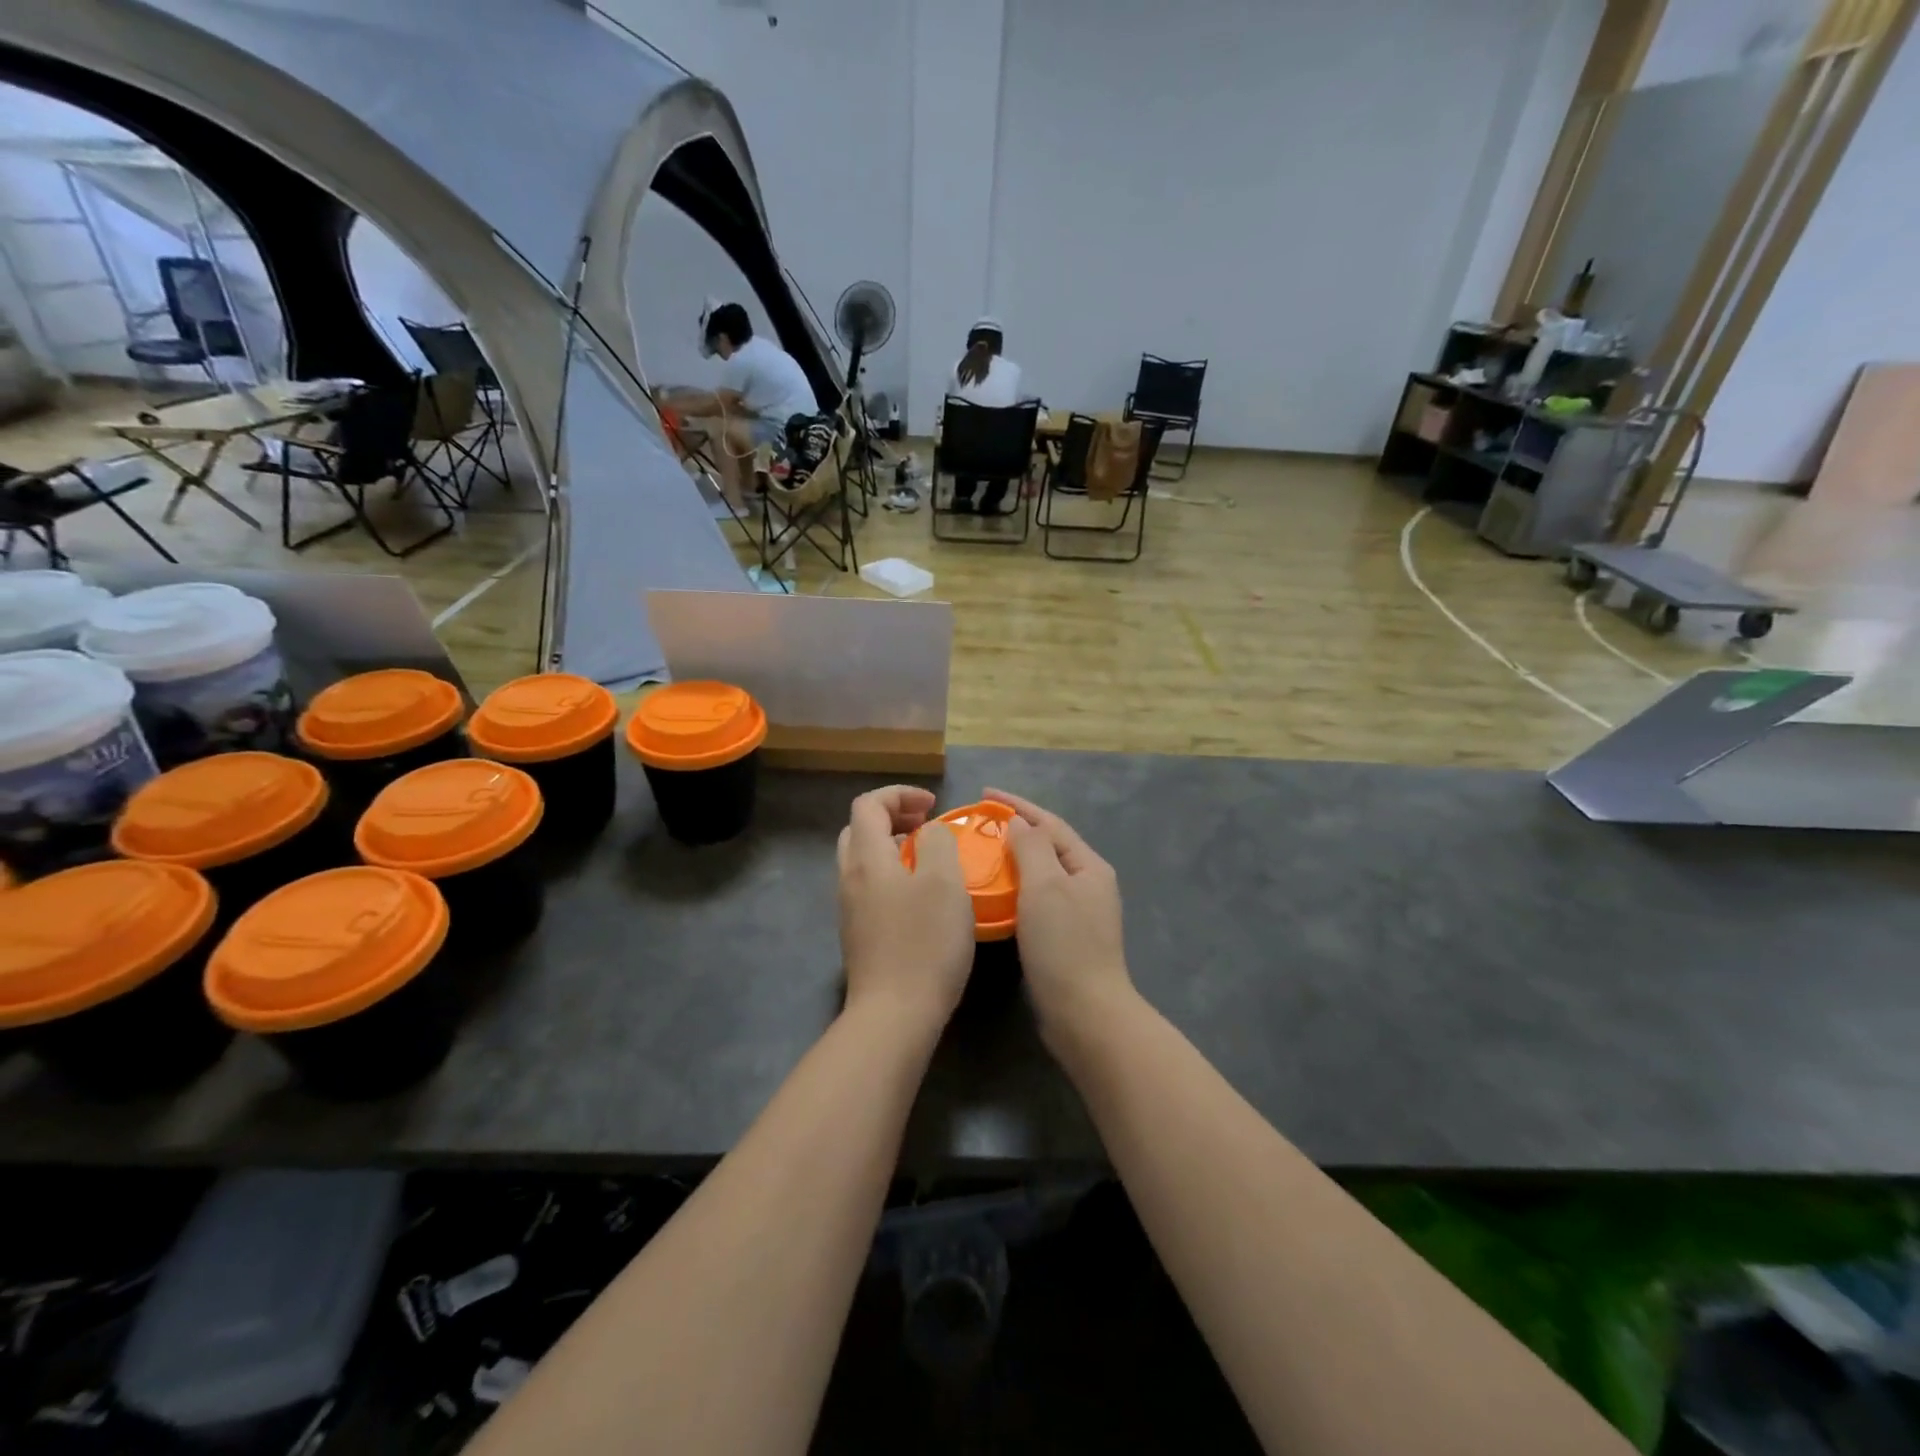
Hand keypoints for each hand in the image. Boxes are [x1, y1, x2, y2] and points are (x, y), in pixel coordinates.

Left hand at [837, 786, 974, 1037]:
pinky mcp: (859, 935)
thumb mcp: (944, 882)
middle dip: (893, 817)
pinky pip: (870, 887)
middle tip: (926, 826)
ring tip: (928, 858)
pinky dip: (892, 874)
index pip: (869, 804)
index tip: (935, 806)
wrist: (895, 1015)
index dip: (901, 794)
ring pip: (863, 860)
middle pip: (859, 830)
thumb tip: (929, 833)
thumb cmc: (924, 943)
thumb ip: (937, 843)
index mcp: (866, 859)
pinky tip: (920, 896)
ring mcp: (850, 909)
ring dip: (893, 847)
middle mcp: (849, 879)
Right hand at [984, 789, 1137, 1055]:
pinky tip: (995, 894)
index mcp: (1089, 867)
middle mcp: (1088, 885)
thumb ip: (1032, 848)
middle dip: (1016, 830)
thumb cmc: (1064, 944)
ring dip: (1014, 859)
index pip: (1050, 823)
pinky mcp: (1065, 938)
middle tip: (979, 823)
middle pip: (1048, 846)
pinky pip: (1036, 899)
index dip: (1018, 805)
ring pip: (1041, 874)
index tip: (984, 794)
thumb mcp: (1046, 886)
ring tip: (982, 853)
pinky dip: (1015, 888)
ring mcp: (1078, 913)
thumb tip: (1019, 823)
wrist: (1085, 1014)